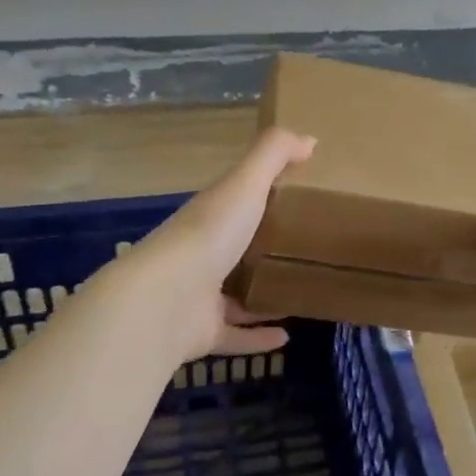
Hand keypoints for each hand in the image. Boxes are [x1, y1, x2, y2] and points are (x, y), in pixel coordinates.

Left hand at [118, 127, 316, 362]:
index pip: (234, 202)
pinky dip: (258, 337)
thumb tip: (310, 138)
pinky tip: (287, 336)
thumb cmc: (209, 234)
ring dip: (261, 296)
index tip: (294, 198)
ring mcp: (198, 296)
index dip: (259, 197)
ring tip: (298, 293)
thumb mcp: (245, 183)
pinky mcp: (202, 332)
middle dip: (261, 250)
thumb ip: (273, 155)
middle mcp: (201, 254)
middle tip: (303, 251)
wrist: (165, 300)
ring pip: (234, 295)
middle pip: (234, 249)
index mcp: (210, 216)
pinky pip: (235, 334)